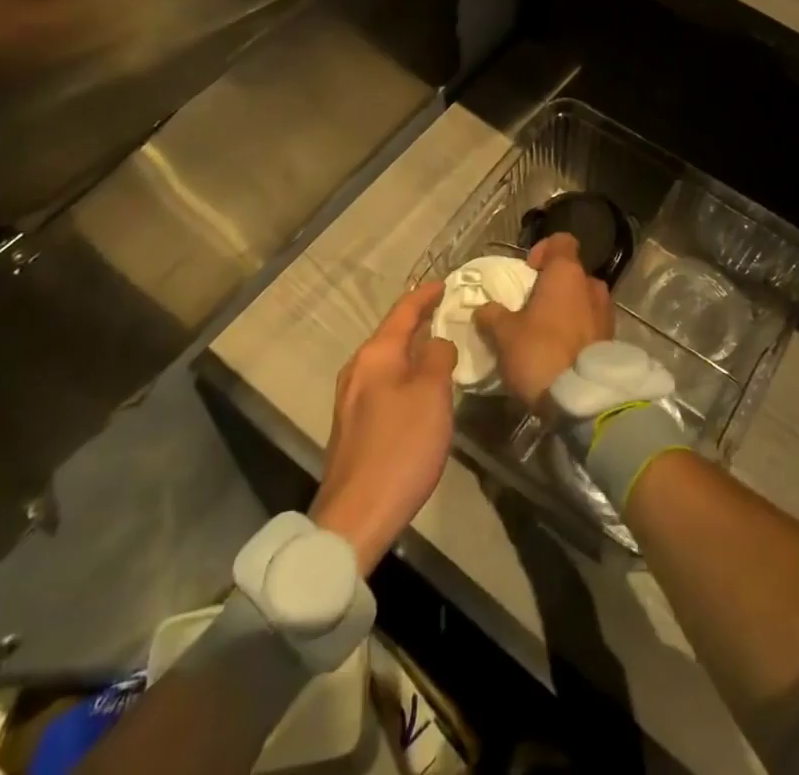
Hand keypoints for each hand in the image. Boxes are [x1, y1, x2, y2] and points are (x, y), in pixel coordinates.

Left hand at [311, 281, 458, 575]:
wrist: (356, 516)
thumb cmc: (400, 446)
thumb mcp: (432, 394)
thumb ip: (438, 357)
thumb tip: (437, 343)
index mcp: (376, 355)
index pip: (403, 311)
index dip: (425, 295)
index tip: (445, 283)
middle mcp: (358, 370)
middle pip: (391, 334)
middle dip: (418, 321)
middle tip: (447, 311)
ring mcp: (351, 400)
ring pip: (387, 361)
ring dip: (411, 349)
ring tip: (438, 345)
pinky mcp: (354, 427)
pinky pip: (384, 384)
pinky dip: (405, 374)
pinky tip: (420, 387)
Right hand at [474, 233, 613, 407]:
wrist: (584, 398)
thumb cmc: (541, 353)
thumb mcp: (505, 335)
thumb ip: (493, 315)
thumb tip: (484, 309)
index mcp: (567, 272)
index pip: (561, 241)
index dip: (543, 250)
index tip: (527, 271)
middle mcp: (592, 285)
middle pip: (571, 273)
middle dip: (551, 286)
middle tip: (529, 308)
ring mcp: (606, 312)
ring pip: (582, 299)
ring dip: (565, 310)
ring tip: (543, 333)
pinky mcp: (612, 338)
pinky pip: (590, 323)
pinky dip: (576, 330)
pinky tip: (560, 352)